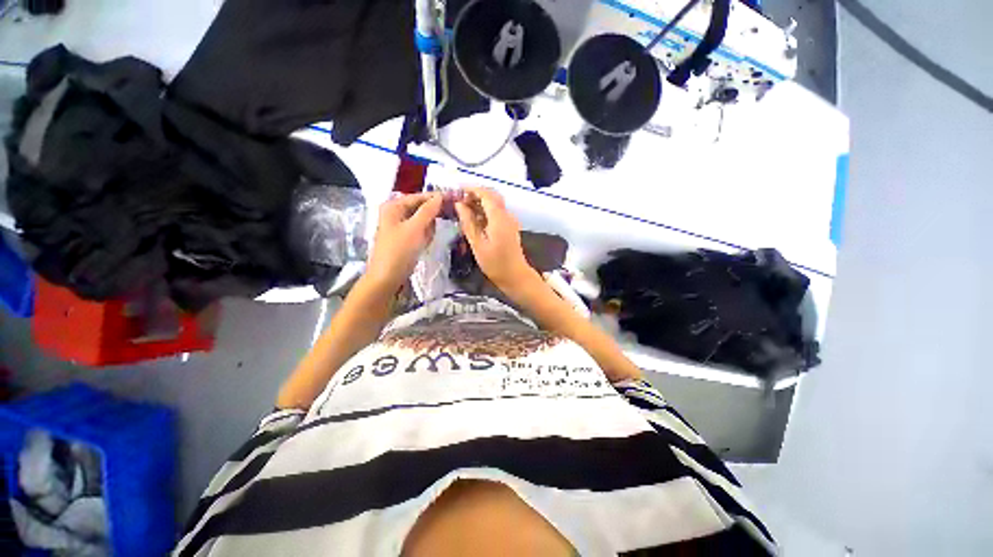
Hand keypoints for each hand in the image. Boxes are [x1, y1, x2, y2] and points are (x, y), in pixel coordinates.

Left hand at [366, 192, 442, 290]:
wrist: (387, 277)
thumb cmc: (399, 250)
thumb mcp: (415, 228)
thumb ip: (428, 210)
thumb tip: (440, 196)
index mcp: (394, 206)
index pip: (419, 196)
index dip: (436, 198)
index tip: (454, 200)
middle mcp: (396, 213)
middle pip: (421, 208)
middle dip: (430, 218)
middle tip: (437, 226)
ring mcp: (401, 226)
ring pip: (423, 221)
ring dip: (428, 230)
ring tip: (424, 240)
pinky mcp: (406, 238)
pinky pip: (421, 232)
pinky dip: (425, 237)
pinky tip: (423, 245)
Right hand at [454, 186, 537, 291]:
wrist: (515, 276)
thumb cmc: (495, 263)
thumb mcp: (477, 244)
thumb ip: (468, 222)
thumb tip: (459, 205)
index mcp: (499, 218)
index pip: (486, 194)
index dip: (472, 189)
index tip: (458, 190)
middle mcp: (507, 215)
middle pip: (492, 196)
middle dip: (476, 194)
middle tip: (460, 201)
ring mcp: (510, 221)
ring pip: (495, 204)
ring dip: (480, 203)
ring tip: (464, 210)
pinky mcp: (510, 227)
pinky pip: (497, 213)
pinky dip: (486, 211)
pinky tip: (475, 220)